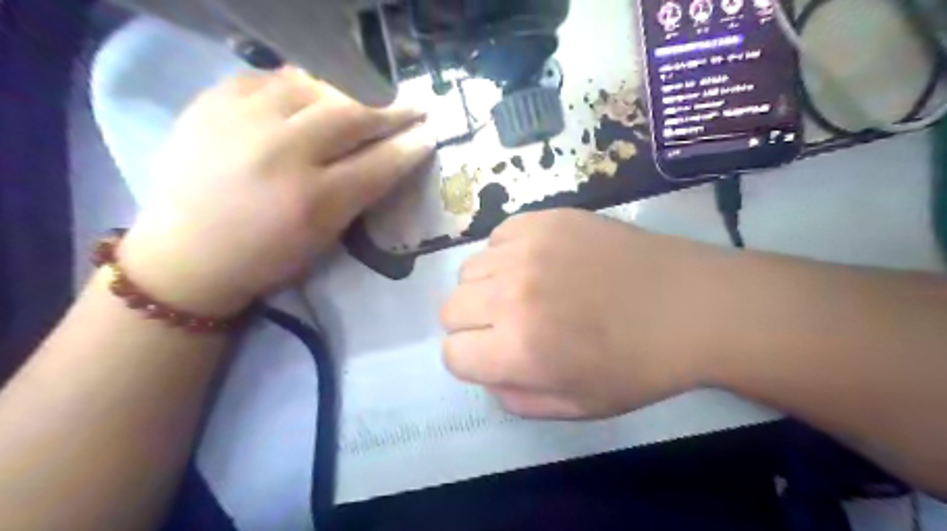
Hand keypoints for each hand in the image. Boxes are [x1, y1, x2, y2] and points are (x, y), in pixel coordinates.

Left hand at [116, 69, 433, 312]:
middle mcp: (280, 153)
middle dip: (390, 111)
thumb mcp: (325, 239)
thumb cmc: (267, 258)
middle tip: (411, 108)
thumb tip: (387, 155)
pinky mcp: (211, 103)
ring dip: (348, 93)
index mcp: (313, 200)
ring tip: (362, 100)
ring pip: (314, 86)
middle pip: (351, 115)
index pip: (379, 162)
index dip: (410, 146)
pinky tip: (311, 96)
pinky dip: (300, 85)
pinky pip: (270, 77)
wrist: (187, 254)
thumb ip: (358, 195)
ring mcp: (242, 120)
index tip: (429, 133)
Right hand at [440, 207, 727, 418]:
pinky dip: (507, 254)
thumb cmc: (638, 365)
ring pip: (469, 270)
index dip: (472, 360)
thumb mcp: (576, 406)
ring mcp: (527, 249)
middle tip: (509, 324)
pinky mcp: (545, 219)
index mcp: (519, 349)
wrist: (689, 304)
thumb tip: (487, 373)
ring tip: (527, 291)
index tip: (496, 355)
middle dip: (472, 324)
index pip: (452, 354)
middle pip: (450, 309)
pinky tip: (539, 263)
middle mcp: (511, 295)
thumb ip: (516, 399)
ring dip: (488, 287)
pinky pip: (497, 237)